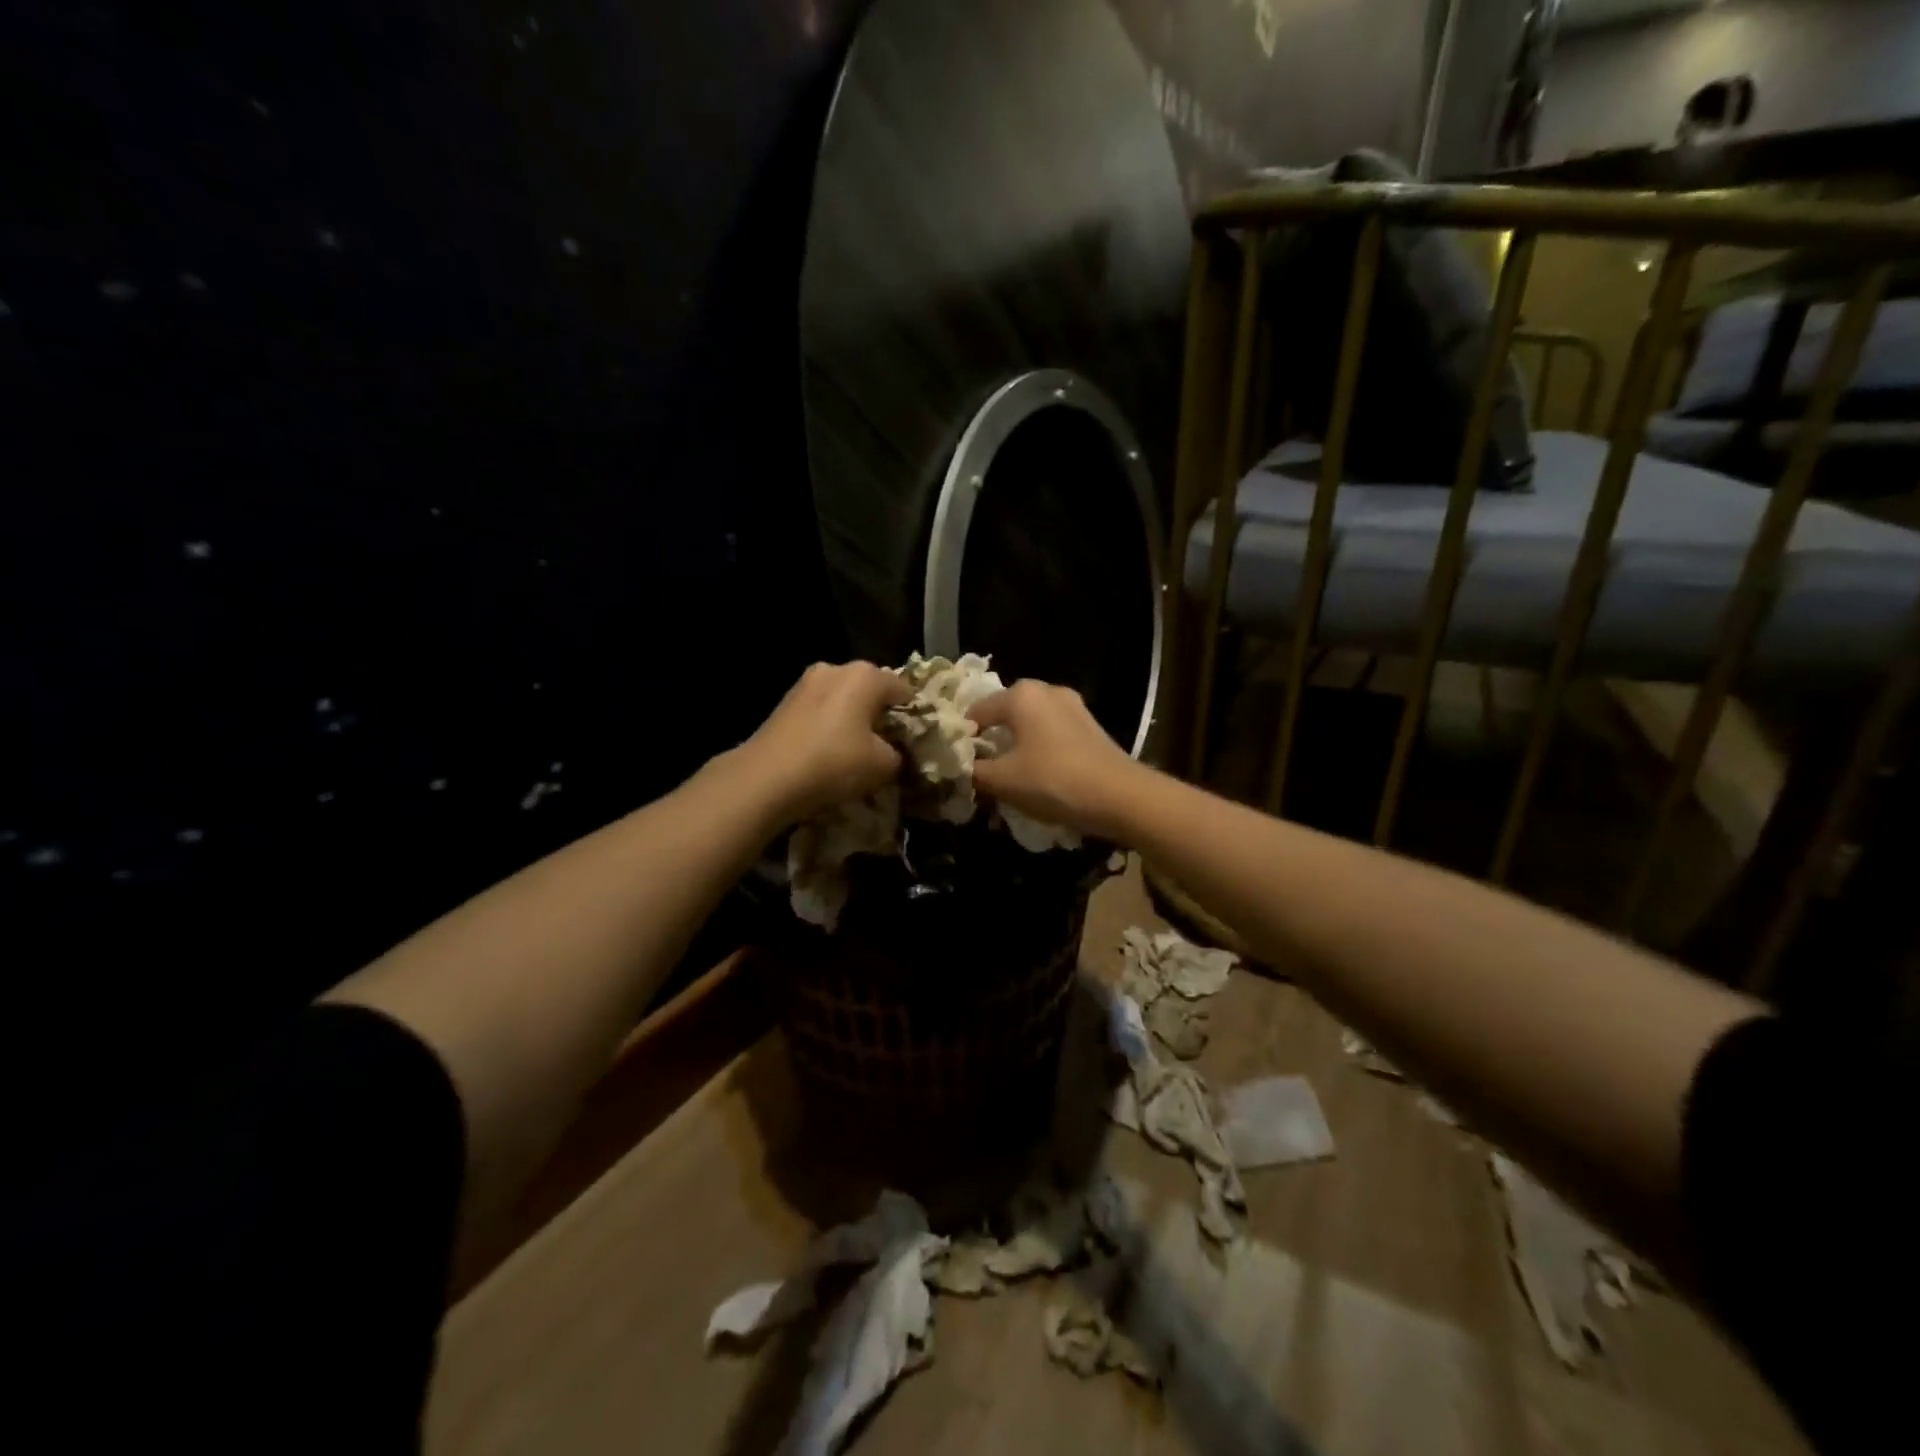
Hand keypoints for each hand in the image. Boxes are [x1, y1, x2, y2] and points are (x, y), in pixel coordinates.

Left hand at [735, 661, 911, 824]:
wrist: (766, 778)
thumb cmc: (835, 763)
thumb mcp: (884, 766)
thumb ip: (900, 755)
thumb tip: (896, 754)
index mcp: (866, 675)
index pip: (904, 690)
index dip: (913, 717)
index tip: (914, 742)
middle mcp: (836, 668)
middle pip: (871, 691)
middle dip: (880, 716)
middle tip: (887, 748)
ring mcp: (806, 683)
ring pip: (843, 701)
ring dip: (852, 722)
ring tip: (857, 753)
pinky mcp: (785, 702)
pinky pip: (821, 712)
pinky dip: (829, 727)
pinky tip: (829, 753)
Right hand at [969, 680, 1141, 840]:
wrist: (1121, 797)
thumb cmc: (1054, 781)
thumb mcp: (1003, 781)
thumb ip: (973, 772)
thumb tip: (956, 768)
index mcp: (1021, 695)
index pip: (976, 712)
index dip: (962, 739)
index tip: (957, 766)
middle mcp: (1047, 690)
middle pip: (1004, 714)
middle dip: (990, 741)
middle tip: (979, 771)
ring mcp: (1073, 706)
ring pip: (1029, 724)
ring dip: (1015, 746)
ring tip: (1007, 776)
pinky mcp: (1090, 726)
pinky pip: (1051, 733)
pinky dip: (1038, 749)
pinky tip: (1037, 775)